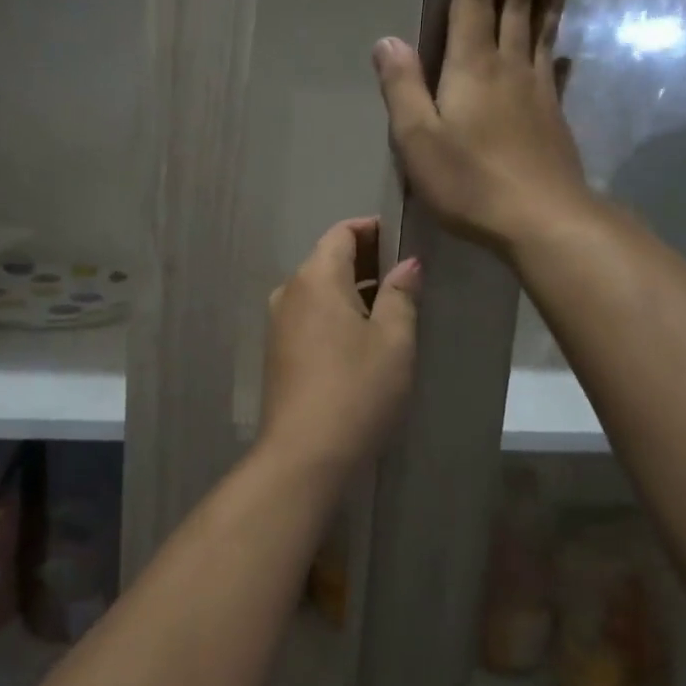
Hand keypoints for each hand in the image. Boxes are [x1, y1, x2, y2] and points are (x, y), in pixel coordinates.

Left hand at [260, 218, 420, 468]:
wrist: (303, 455)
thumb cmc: (356, 390)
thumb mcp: (394, 341)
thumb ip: (400, 295)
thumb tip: (407, 264)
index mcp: (315, 277)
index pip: (342, 232)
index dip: (374, 230)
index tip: (405, 241)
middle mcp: (290, 291)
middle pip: (329, 258)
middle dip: (367, 261)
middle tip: (407, 277)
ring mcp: (279, 322)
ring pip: (320, 289)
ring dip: (353, 290)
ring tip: (392, 308)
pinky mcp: (278, 350)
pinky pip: (310, 315)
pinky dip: (336, 313)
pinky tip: (363, 337)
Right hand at [373, 0, 592, 256]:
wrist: (541, 219)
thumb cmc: (470, 181)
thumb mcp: (418, 139)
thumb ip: (402, 87)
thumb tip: (386, 40)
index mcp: (471, 66)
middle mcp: (508, 66)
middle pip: (516, 1)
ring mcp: (537, 89)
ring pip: (542, 28)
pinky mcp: (552, 115)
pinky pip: (554, 66)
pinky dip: (557, 46)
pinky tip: (564, 45)